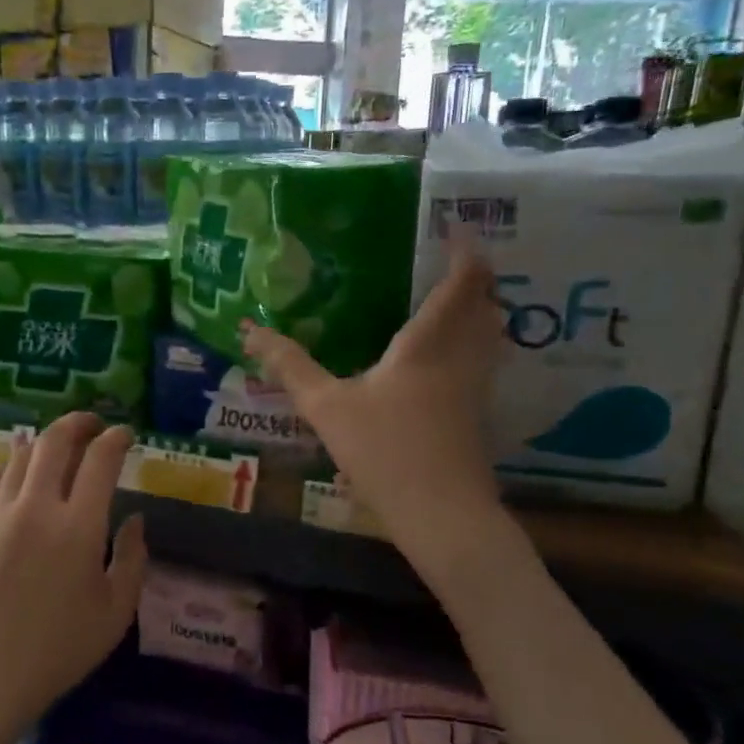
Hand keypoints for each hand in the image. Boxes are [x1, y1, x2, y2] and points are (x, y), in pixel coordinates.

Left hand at [0, 413, 146, 729]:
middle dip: (78, 423)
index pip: (101, 460)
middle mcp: (37, 507)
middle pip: (55, 441)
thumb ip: (133, 559)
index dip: (116, 439)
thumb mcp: (114, 614)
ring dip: (44, 443)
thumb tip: (135, 519)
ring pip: (21, 455)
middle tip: (92, 425)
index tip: (125, 434)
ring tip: (57, 449)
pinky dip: (9, 466)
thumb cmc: (56, 651)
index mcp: (79, 527)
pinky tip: (16, 474)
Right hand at [242, 229, 505, 554]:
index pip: (460, 286)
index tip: (462, 228)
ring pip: (493, 337)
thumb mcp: (326, 407)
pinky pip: (486, 363)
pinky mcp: (478, 417)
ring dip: (485, 311)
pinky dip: (479, 344)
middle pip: (487, 307)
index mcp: (427, 346)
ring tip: (464, 300)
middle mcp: (461, 359)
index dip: (467, 253)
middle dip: (480, 280)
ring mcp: (476, 390)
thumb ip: (290, 366)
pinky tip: (455, 359)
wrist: (441, 515)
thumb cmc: (383, 451)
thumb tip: (250, 330)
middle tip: (462, 261)